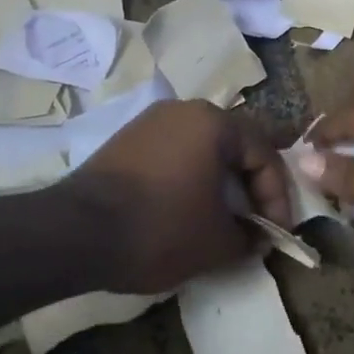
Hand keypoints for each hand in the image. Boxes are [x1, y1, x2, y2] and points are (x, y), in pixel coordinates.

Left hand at [66, 100, 293, 292]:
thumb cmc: (160, 228)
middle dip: (249, 186)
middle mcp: (184, 110)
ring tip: (221, 219)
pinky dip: (188, 179)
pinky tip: (184, 209)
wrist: (75, 232)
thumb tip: (257, 237)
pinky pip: (173, 154)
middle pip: (234, 145)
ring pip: (202, 149)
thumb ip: (249, 237)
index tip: (276, 234)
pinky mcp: (125, 140)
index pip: (264, 155)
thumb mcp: (216, 243)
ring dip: (219, 182)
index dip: (277, 198)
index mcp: (214, 123)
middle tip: (254, 221)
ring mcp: (150, 122)